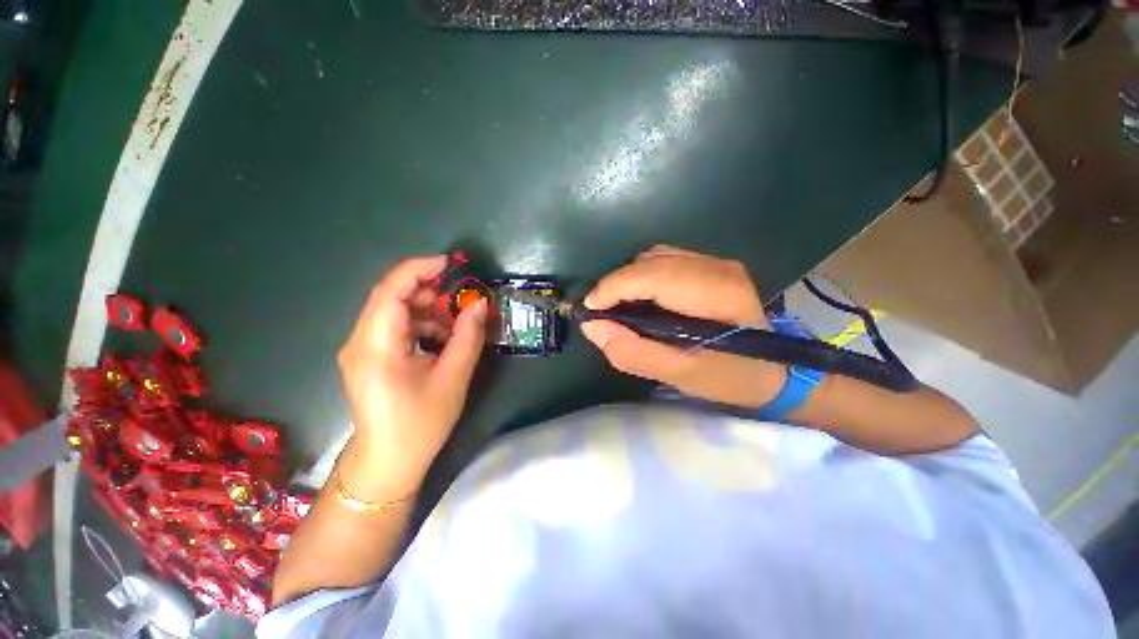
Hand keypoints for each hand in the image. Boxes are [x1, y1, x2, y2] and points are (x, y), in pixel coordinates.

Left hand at [336, 255, 487, 498]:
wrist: (388, 463)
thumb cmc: (420, 425)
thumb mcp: (453, 379)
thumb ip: (467, 337)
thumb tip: (480, 304)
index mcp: (376, 346)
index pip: (389, 291)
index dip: (418, 269)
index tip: (449, 264)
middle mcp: (360, 341)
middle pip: (391, 298)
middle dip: (429, 292)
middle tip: (462, 302)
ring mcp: (361, 349)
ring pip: (394, 311)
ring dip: (427, 310)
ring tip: (455, 327)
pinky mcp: (369, 357)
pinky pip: (395, 327)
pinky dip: (420, 325)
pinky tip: (440, 341)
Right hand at [581, 245, 785, 407]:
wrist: (776, 371)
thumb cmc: (731, 378)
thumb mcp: (681, 376)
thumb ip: (634, 353)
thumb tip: (593, 327)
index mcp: (717, 294)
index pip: (654, 276)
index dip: (614, 287)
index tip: (589, 309)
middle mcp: (717, 267)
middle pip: (650, 261)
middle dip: (617, 285)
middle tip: (602, 314)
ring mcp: (716, 262)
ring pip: (654, 257)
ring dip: (629, 280)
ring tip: (619, 308)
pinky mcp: (711, 265)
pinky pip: (664, 260)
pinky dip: (642, 277)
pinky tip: (641, 299)